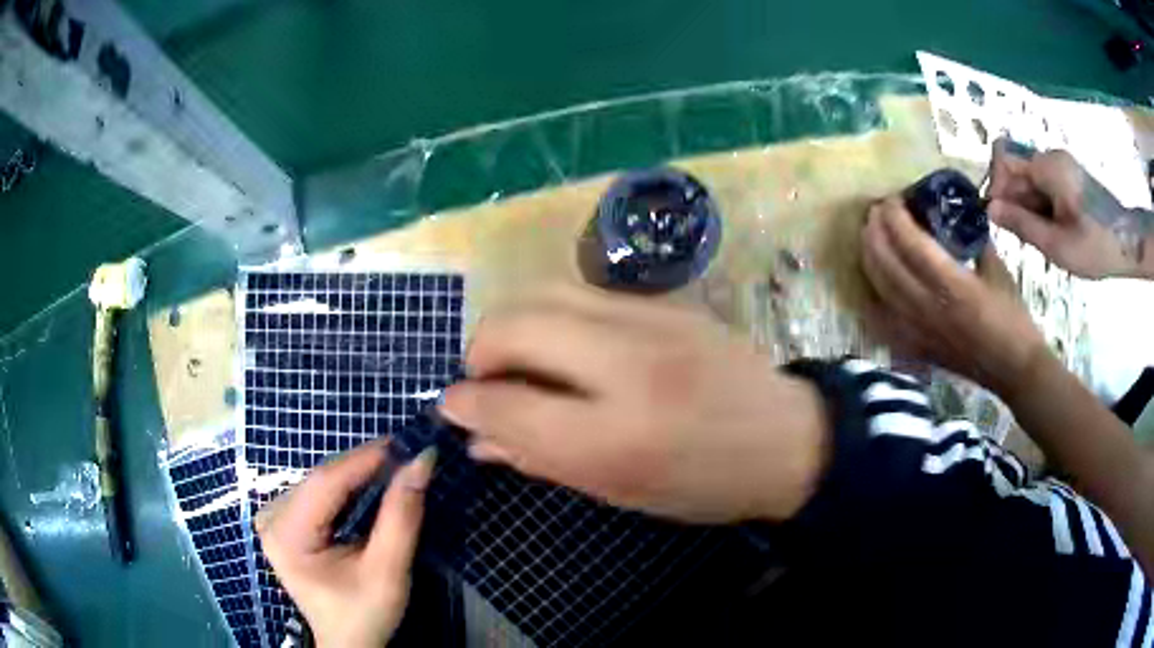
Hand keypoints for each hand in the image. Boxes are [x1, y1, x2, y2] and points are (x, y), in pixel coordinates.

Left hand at [255, 440, 434, 647]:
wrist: (348, 642)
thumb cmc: (365, 613)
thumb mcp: (388, 571)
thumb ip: (402, 517)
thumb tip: (420, 463)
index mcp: (287, 536)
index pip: (324, 483)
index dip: (363, 459)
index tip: (403, 445)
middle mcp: (272, 519)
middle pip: (321, 480)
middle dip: (363, 468)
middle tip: (404, 458)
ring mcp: (274, 519)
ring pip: (320, 483)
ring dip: (356, 475)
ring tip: (392, 470)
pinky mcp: (285, 523)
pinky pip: (317, 494)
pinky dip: (346, 488)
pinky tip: (369, 487)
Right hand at [439, 286, 828, 523]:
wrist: (789, 438)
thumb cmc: (704, 485)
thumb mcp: (621, 493)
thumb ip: (541, 460)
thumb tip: (478, 437)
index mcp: (616, 437)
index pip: (507, 402)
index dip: (465, 404)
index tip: (452, 407)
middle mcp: (627, 365)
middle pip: (513, 324)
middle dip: (479, 351)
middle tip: (485, 380)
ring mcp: (650, 320)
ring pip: (543, 292)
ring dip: (513, 324)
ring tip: (520, 360)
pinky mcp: (666, 301)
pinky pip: (582, 293)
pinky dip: (554, 316)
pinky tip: (566, 347)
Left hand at [860, 195, 1047, 398]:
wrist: (1013, 369)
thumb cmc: (1012, 316)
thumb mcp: (996, 269)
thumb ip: (973, 241)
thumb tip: (955, 217)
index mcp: (951, 285)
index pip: (909, 242)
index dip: (894, 216)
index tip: (891, 198)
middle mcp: (927, 307)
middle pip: (886, 262)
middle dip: (875, 230)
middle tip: (876, 211)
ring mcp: (917, 331)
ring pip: (878, 289)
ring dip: (869, 257)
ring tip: (871, 236)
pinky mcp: (916, 348)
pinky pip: (881, 321)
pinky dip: (872, 296)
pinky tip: (873, 281)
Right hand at [987, 139, 1143, 278]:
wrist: (1128, 243)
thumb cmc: (1095, 246)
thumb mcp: (1057, 245)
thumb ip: (1022, 225)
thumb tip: (990, 210)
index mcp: (1047, 166)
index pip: (1004, 158)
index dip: (996, 185)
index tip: (1001, 218)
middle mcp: (1051, 156)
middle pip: (1017, 168)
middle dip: (1013, 199)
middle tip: (1023, 236)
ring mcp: (1061, 164)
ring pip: (1030, 178)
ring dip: (1028, 206)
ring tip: (1043, 237)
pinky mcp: (1069, 175)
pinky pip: (1044, 183)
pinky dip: (1041, 205)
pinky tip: (1053, 229)